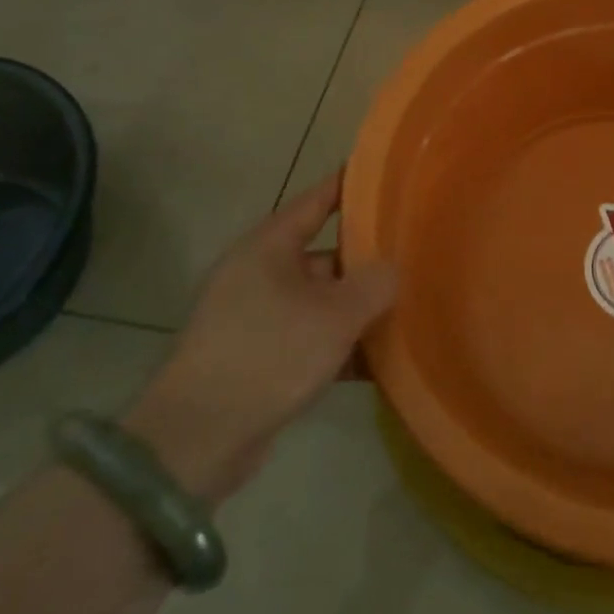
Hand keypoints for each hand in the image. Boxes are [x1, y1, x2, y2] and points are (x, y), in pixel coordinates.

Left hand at [124, 170, 396, 502]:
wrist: (198, 438)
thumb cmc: (269, 354)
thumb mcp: (335, 315)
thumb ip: (375, 284)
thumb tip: (393, 270)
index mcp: (269, 248)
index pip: (316, 201)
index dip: (350, 186)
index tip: (386, 175)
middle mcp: (260, 275)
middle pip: (325, 255)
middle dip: (368, 260)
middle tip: (415, 256)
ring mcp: (257, 318)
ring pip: (321, 301)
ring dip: (358, 309)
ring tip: (409, 309)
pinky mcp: (260, 359)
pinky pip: (311, 339)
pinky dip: (341, 347)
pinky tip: (380, 362)